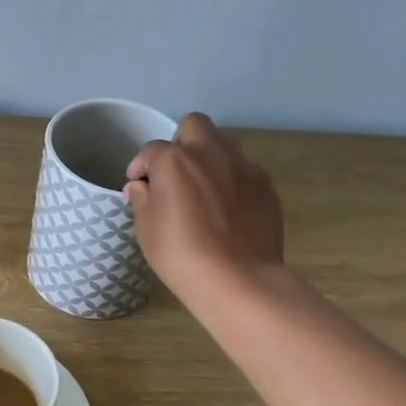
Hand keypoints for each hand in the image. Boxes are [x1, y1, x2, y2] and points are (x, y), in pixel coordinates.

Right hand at [125, 112, 284, 298]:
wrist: (238, 280)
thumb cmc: (181, 254)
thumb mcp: (146, 229)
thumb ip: (141, 199)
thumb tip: (141, 186)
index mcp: (175, 160)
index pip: (151, 150)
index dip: (141, 167)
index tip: (139, 187)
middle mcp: (210, 153)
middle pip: (194, 125)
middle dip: (181, 142)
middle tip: (176, 173)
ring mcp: (243, 167)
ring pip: (224, 145)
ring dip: (210, 158)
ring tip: (204, 190)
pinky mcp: (266, 186)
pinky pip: (244, 172)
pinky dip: (233, 181)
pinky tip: (229, 210)